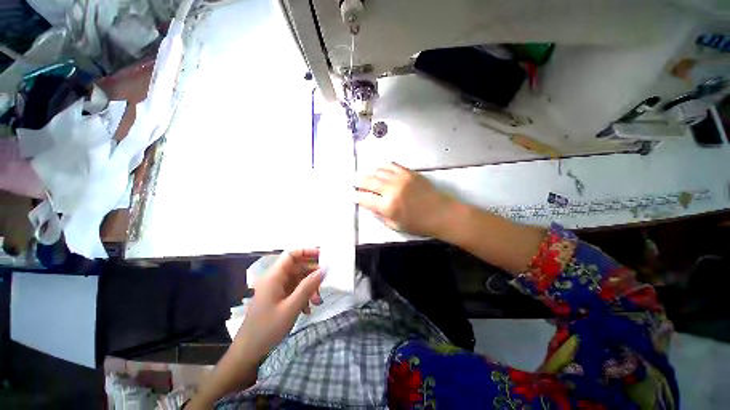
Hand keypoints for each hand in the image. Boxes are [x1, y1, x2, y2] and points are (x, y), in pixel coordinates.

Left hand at [233, 248, 324, 365]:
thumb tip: (323, 270)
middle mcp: (275, 278)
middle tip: (324, 282)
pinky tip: (308, 309)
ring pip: (298, 279)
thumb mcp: (292, 307)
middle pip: (298, 266)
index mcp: (274, 276)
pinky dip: (304, 295)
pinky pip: (295, 289)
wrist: (248, 353)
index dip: (308, 251)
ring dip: (310, 287)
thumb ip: (308, 286)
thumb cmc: (268, 329)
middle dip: (312, 274)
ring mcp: (276, 288)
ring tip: (317, 301)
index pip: (292, 254)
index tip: (324, 256)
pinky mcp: (278, 297)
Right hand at [355, 162, 457, 237]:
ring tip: (369, 178)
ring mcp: (400, 178)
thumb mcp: (395, 225)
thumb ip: (379, 215)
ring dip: (371, 175)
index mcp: (387, 206)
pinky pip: (390, 165)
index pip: (364, 198)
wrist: (441, 213)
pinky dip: (383, 168)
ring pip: (378, 171)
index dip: (356, 196)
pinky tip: (381, 171)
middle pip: (367, 181)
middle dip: (358, 181)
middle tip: (353, 181)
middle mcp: (391, 189)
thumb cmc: (418, 224)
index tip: (353, 195)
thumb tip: (369, 205)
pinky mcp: (408, 172)